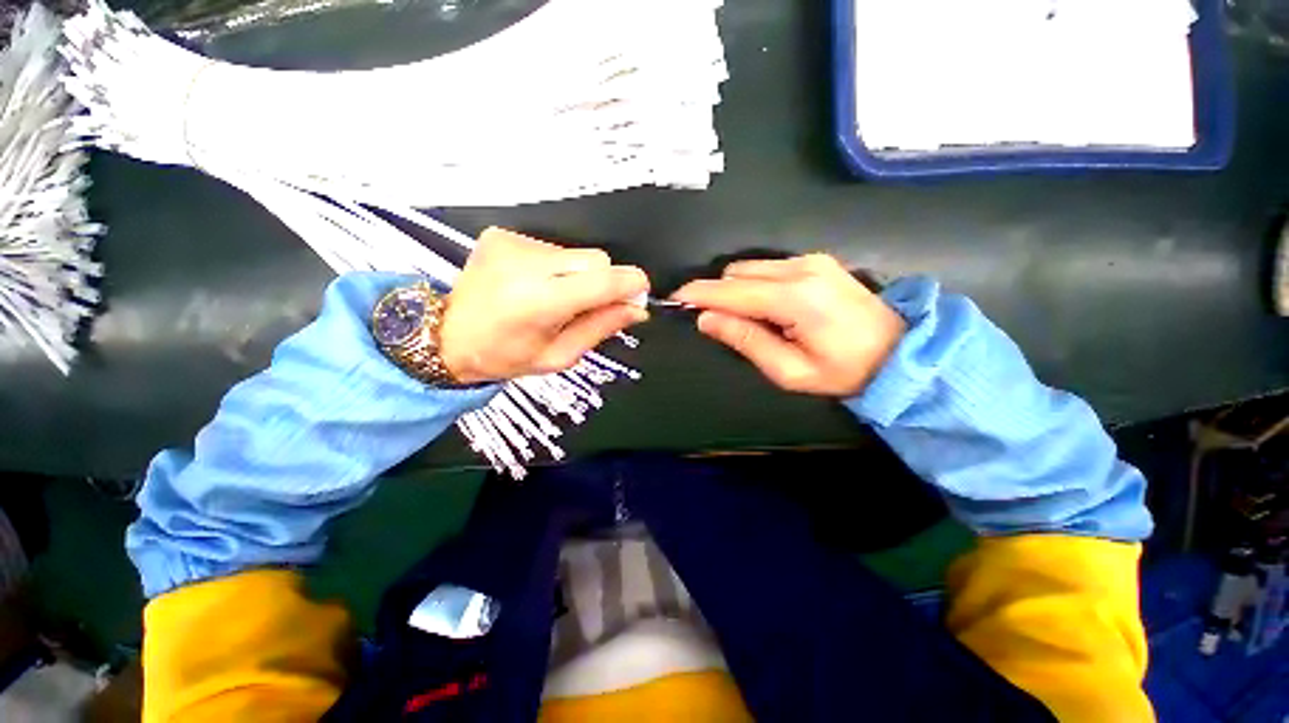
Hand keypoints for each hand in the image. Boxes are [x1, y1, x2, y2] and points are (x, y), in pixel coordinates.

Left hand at [440, 227, 649, 382]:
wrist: (448, 336)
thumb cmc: (506, 356)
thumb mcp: (559, 356)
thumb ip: (600, 328)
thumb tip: (637, 309)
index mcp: (539, 302)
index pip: (602, 281)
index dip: (630, 284)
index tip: (639, 293)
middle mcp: (525, 264)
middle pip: (594, 259)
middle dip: (602, 282)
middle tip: (586, 306)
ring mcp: (511, 243)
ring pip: (575, 253)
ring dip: (576, 275)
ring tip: (553, 297)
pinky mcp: (502, 234)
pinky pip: (552, 247)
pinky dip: (555, 267)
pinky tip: (534, 284)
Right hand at [672, 254, 905, 395]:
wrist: (901, 353)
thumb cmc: (844, 372)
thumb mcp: (789, 370)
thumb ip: (746, 339)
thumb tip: (706, 319)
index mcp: (795, 298)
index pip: (731, 290)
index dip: (698, 294)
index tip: (675, 300)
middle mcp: (801, 268)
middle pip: (737, 272)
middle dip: (717, 293)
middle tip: (714, 320)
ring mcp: (811, 260)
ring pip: (750, 267)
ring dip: (735, 288)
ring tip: (742, 317)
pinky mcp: (817, 260)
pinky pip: (768, 267)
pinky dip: (754, 283)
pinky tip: (764, 306)